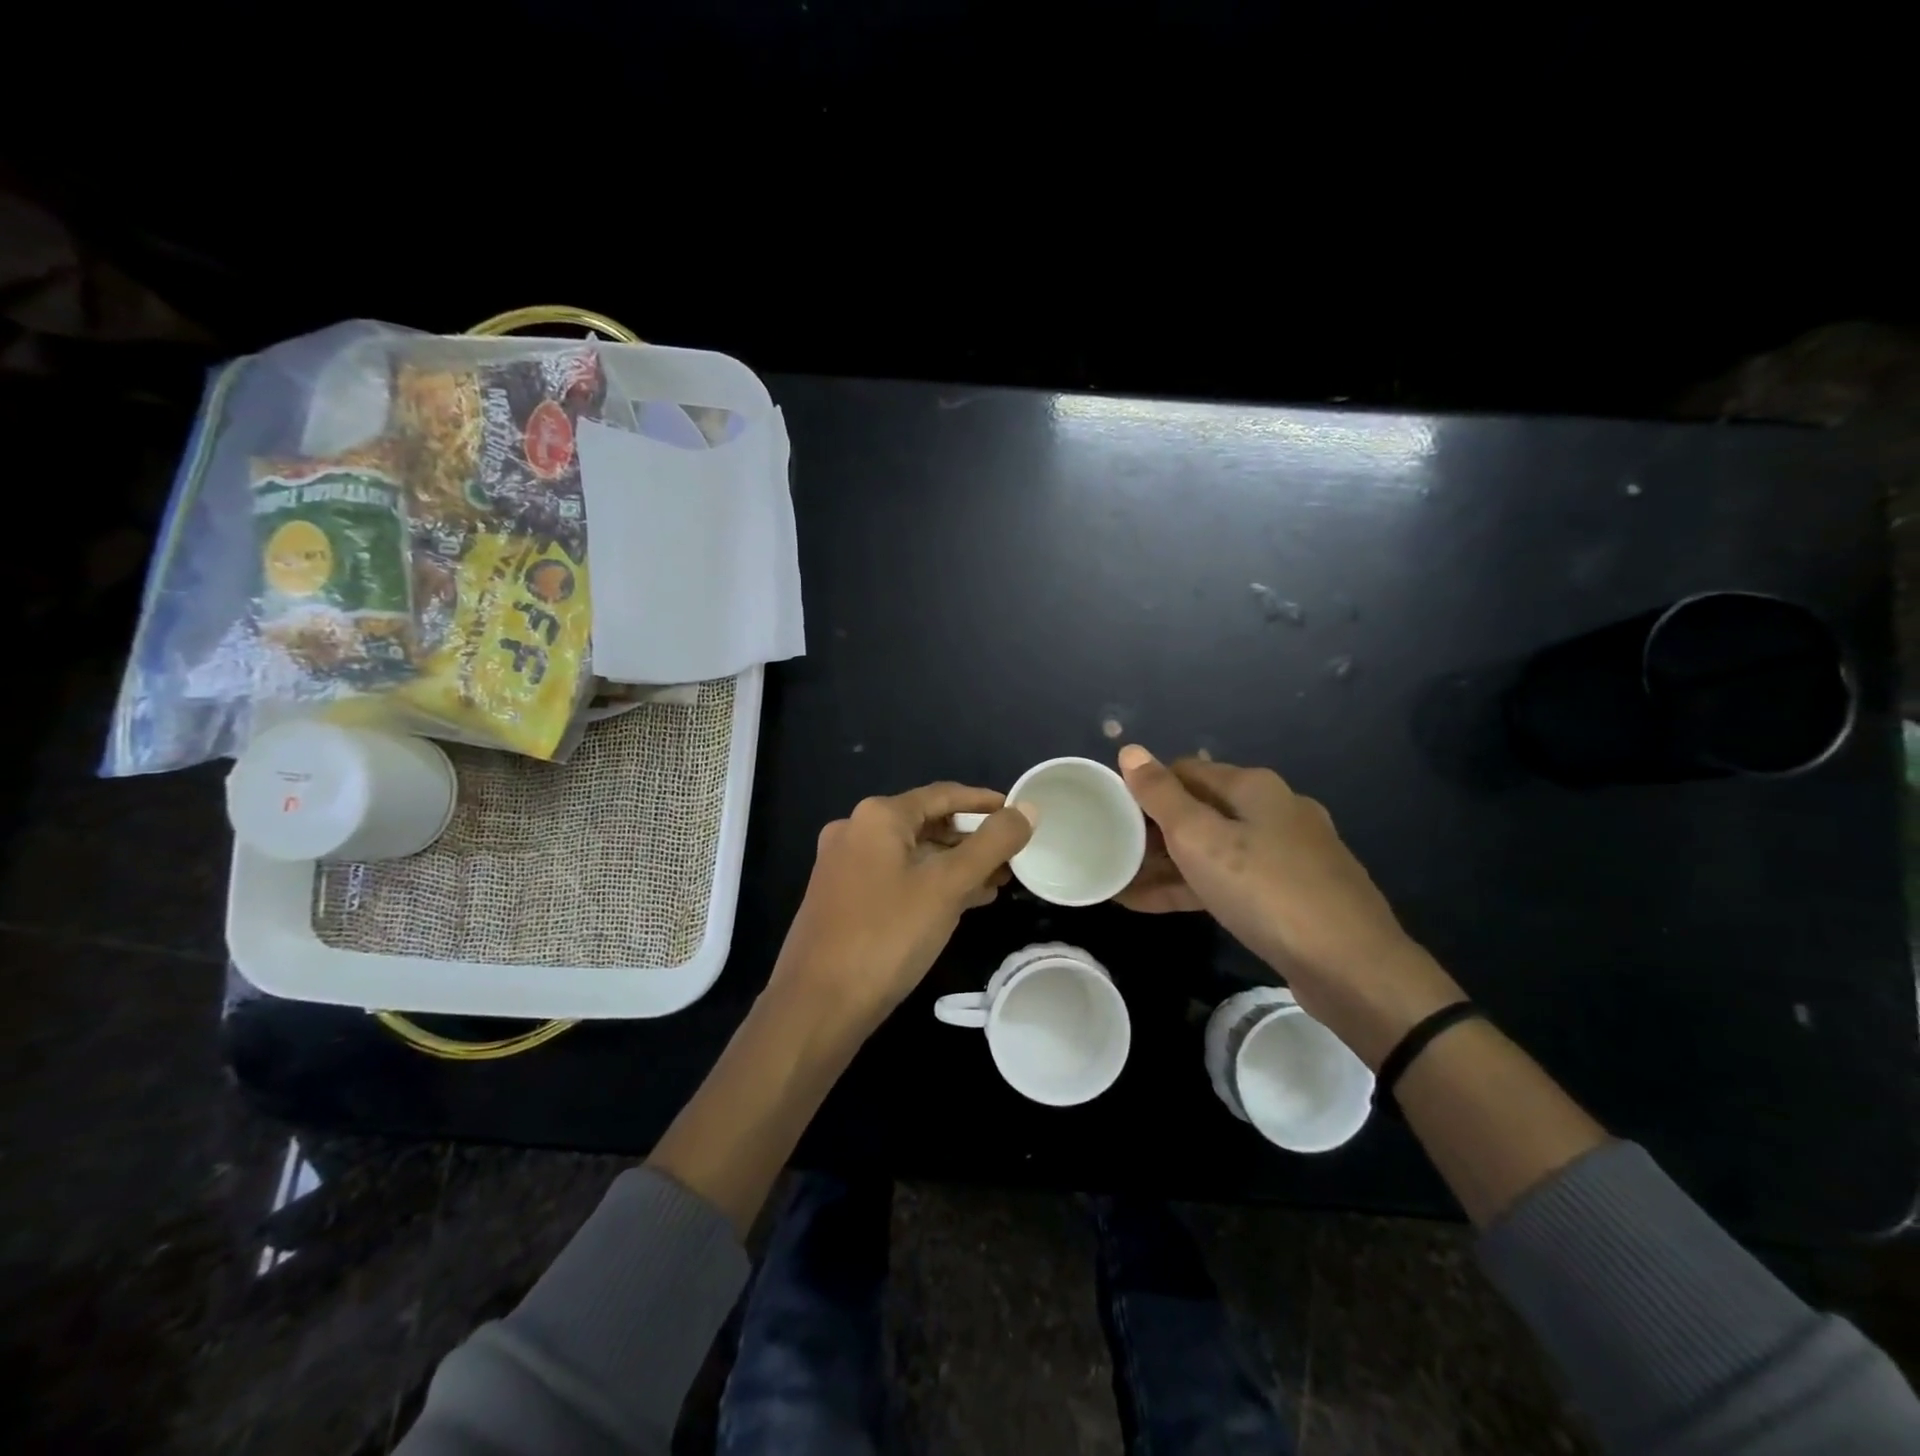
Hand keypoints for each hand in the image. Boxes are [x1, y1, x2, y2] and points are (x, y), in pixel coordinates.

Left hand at [770, 782, 1035, 1036]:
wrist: (817, 1005)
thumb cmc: (887, 935)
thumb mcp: (948, 886)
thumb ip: (992, 844)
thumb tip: (1027, 810)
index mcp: (877, 816)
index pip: (943, 795)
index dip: (985, 802)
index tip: (1019, 814)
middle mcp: (855, 830)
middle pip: (927, 823)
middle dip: (972, 840)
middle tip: (1013, 856)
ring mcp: (844, 865)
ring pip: (912, 854)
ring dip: (954, 865)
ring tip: (997, 882)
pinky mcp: (842, 897)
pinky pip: (896, 878)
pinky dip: (930, 884)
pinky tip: (962, 903)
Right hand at [1115, 745, 1462, 1062]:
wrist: (1353, 967)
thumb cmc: (1266, 890)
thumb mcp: (1201, 840)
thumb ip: (1161, 796)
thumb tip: (1131, 750)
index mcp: (1254, 787)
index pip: (1185, 771)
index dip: (1146, 789)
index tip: (1111, 815)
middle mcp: (1275, 810)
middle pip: (1200, 810)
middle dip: (1154, 832)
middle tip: (1113, 854)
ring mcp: (1288, 854)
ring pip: (1215, 849)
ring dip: (1169, 864)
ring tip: (1123, 884)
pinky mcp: (1292, 893)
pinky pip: (1232, 880)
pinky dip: (1195, 887)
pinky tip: (1158, 903)